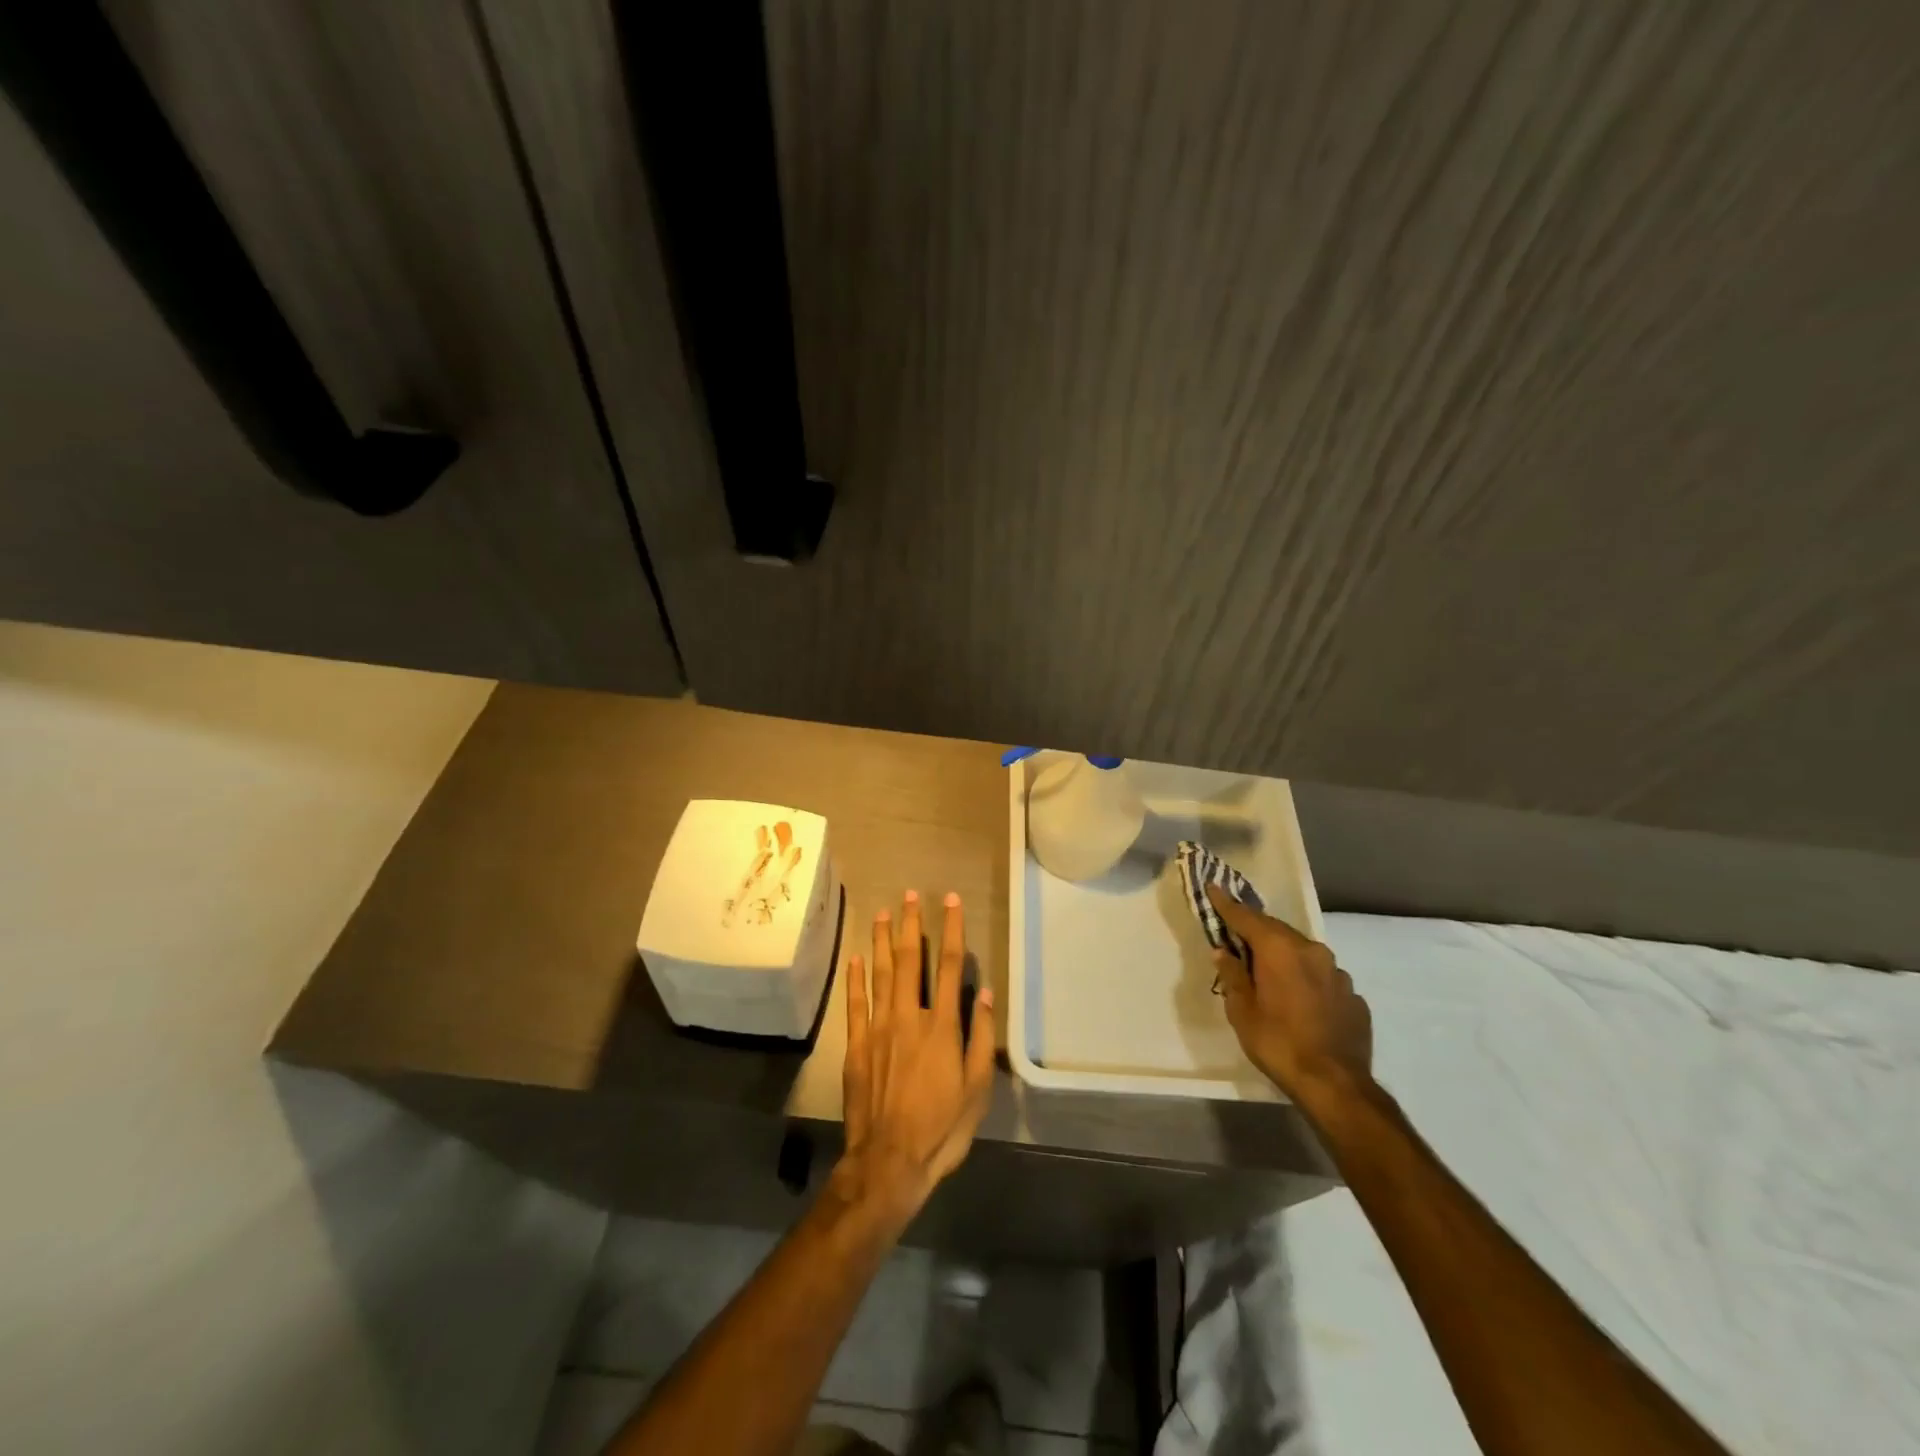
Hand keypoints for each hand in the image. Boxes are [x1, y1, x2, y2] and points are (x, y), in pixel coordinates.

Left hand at [836, 890, 995, 1228]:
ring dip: (883, 940)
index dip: (952, 930)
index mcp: (942, 1026)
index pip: (951, 966)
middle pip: (911, 960)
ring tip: (884, 913)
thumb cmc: (941, 1128)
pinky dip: (856, 978)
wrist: (889, 1160)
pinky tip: (857, 956)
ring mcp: (879, 1029)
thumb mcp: (976, 1090)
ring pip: (881, 973)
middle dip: (912, 925)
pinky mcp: (857, 1045)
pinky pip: (855, 1003)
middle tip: (910, 895)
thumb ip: (980, 1038)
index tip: (950, 902)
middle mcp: (909, 1017)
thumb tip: (984, 994)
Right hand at [1206, 884, 1373, 1116]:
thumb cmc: (1278, 1043)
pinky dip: (1306, 980)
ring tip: (1270, 974)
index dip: (1226, 904)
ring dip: (1284, 957)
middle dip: (1256, 932)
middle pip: (1277, 932)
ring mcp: (1338, 973)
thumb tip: (1224, 952)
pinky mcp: (1354, 997)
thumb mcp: (1242, 1011)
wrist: (1336, 1085)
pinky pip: (1323, 978)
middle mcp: (1312, 951)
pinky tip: (1301, 1001)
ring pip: (1303, 954)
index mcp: (1280, 949)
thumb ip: (1233, 975)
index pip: (1246, 918)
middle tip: (1238, 938)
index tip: (1213, 888)